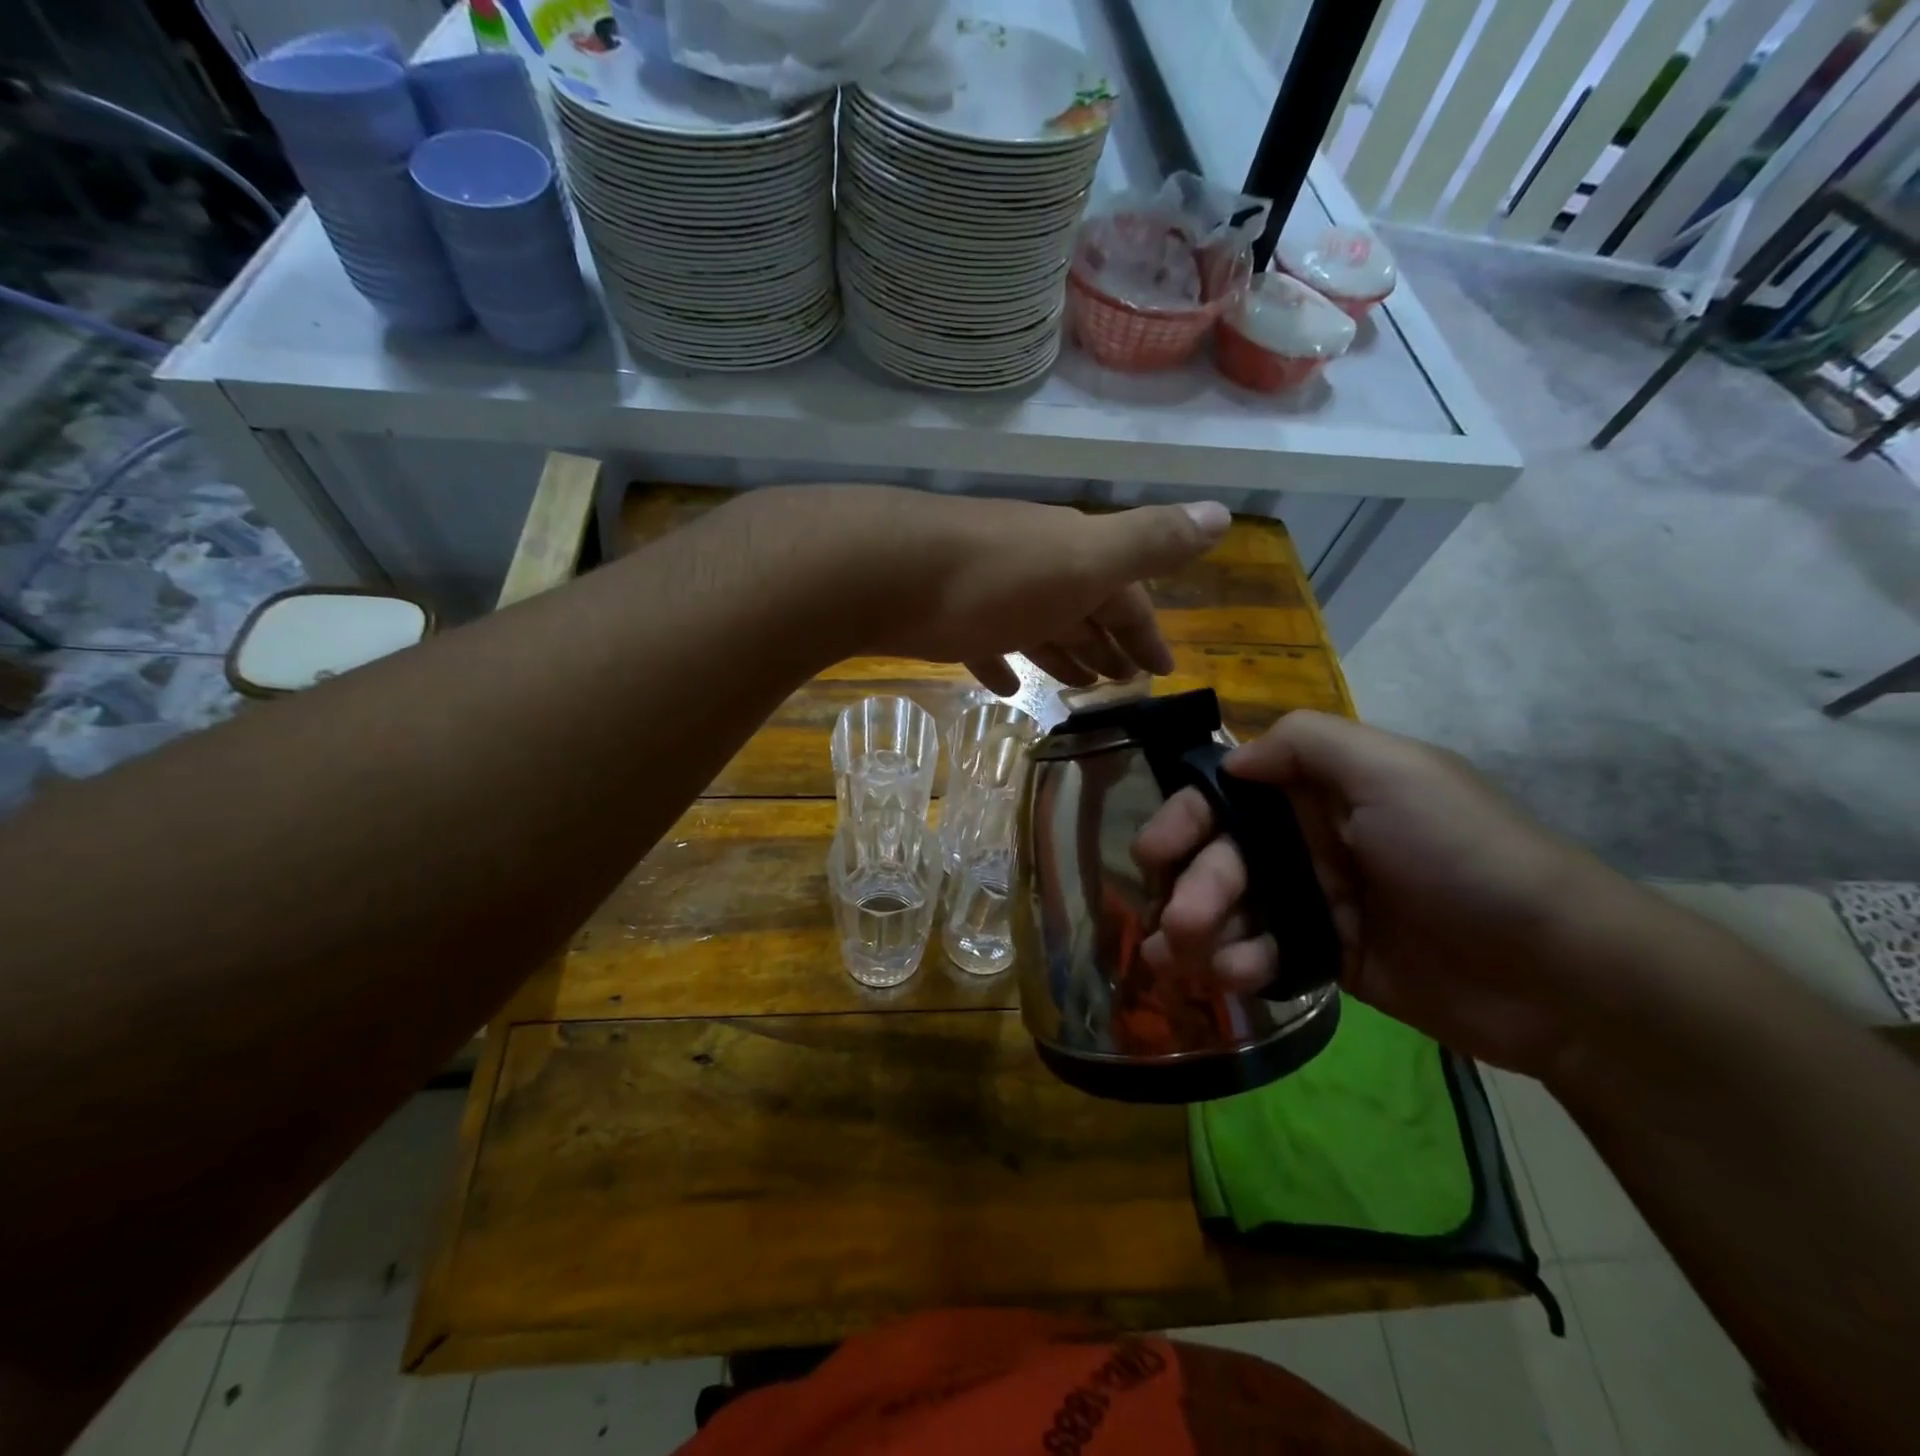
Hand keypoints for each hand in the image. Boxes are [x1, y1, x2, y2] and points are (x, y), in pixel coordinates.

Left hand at [754, 486, 1231, 692]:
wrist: (882, 570)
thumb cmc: (995, 575)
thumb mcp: (1085, 559)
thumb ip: (1149, 541)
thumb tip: (1222, 514)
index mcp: (1075, 554)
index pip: (1127, 594)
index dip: (1148, 631)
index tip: (1161, 671)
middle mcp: (1035, 565)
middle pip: (1083, 607)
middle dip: (1107, 642)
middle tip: (1123, 684)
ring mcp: (988, 589)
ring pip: (1039, 624)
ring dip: (1062, 652)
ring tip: (1081, 687)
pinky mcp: (945, 615)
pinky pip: (987, 642)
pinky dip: (1004, 662)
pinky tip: (1010, 687)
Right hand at [1131, 711, 1647, 1077]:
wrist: (1558, 972)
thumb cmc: (1465, 855)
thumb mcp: (1393, 771)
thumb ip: (1304, 744)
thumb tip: (1231, 760)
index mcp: (1322, 790)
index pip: (1229, 792)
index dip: (1186, 818)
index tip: (1155, 850)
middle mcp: (1311, 839)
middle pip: (1222, 855)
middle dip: (1192, 885)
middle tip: (1178, 922)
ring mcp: (1317, 900)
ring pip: (1232, 908)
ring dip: (1200, 931)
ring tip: (1184, 961)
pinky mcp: (1327, 956)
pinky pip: (1263, 953)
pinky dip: (1240, 963)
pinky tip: (1237, 977)